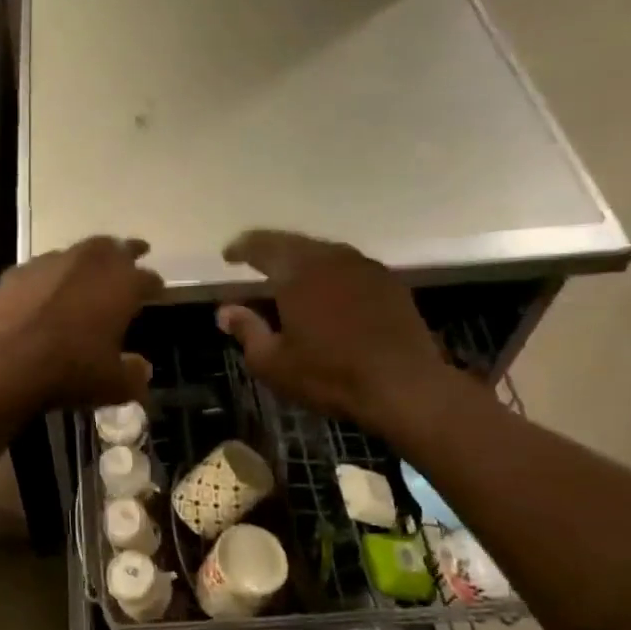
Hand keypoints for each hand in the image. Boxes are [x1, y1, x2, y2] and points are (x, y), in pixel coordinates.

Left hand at [0, 237, 163, 411]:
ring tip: (91, 270)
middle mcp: (91, 262)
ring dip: (89, 259)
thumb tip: (142, 369)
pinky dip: (52, 275)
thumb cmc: (70, 370)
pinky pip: (43, 268)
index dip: (155, 286)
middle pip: (116, 248)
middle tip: (136, 252)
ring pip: (79, 251)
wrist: (5, 362)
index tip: (157, 291)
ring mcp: (52, 262)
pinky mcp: (19, 271)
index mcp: (123, 284)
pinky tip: (47, 290)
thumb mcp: (113, 385)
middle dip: (128, 251)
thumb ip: (134, 375)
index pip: (148, 278)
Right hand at [216, 230, 465, 446]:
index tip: (228, 255)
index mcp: (297, 272)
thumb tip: (226, 311)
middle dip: (270, 249)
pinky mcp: (389, 283)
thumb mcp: (273, 362)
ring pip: (324, 252)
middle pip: (293, 243)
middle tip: (254, 260)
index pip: (262, 246)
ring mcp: (365, 267)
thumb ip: (247, 330)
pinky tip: (327, 292)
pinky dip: (329, 273)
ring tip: (288, 276)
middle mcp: (331, 258)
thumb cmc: (330, 375)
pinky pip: (348, 267)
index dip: (241, 248)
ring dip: (302, 260)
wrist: (405, 386)